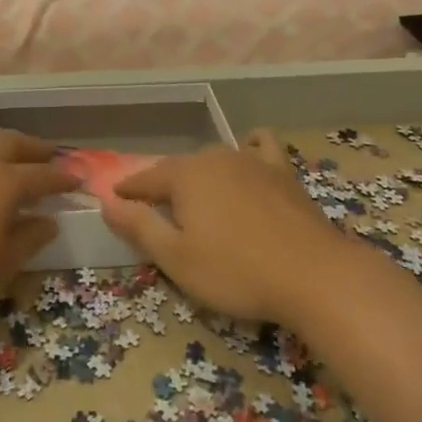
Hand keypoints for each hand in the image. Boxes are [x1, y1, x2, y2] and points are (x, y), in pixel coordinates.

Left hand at [0, 127, 69, 345]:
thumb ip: (28, 238)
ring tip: (12, 153)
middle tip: (49, 157)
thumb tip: (48, 221)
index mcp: (1, 182)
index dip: (61, 178)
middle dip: (33, 148)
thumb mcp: (1, 267)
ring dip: (1, 141)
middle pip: (10, 143)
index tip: (77, 180)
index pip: (40, 175)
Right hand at [100, 130, 345, 325]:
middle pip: (179, 168)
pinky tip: (248, 156)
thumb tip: (107, 202)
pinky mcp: (283, 172)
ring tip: (197, 195)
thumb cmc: (236, 271)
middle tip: (156, 208)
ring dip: (200, 174)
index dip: (128, 191)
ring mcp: (252, 160)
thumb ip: (139, 227)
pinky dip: (249, 147)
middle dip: (163, 185)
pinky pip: (261, 146)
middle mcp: (215, 157)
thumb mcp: (176, 258)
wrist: (314, 275)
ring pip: (215, 158)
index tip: (115, 198)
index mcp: (185, 176)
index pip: (146, 179)